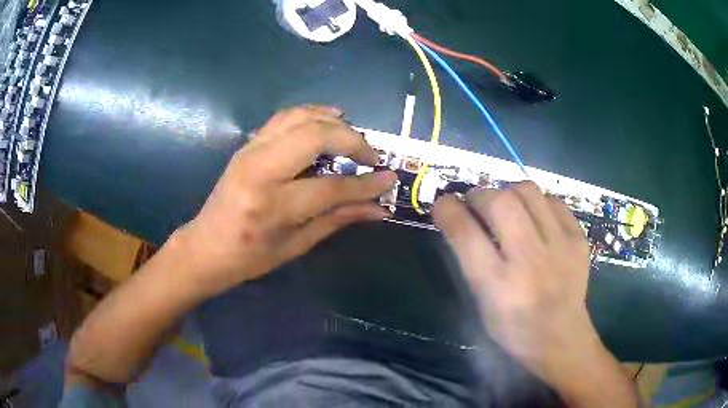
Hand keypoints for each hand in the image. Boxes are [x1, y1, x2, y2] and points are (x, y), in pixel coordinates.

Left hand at [175, 106, 396, 296]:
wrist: (206, 246)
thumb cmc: (250, 256)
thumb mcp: (297, 245)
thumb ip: (338, 219)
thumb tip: (379, 208)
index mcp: (273, 206)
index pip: (331, 187)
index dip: (365, 183)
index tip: (389, 178)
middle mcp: (261, 170)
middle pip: (315, 136)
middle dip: (352, 140)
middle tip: (370, 156)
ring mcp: (251, 151)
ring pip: (300, 117)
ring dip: (333, 121)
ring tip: (353, 135)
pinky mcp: (248, 144)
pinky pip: (284, 117)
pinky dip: (311, 114)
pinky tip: (327, 121)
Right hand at [433, 182, 636, 405]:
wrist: (561, 337)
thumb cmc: (514, 326)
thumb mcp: (482, 302)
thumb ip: (470, 260)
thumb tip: (459, 218)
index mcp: (498, 284)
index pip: (467, 234)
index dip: (449, 210)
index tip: (443, 202)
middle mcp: (529, 260)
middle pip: (499, 202)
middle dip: (480, 195)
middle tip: (477, 203)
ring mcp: (559, 246)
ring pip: (528, 191)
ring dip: (509, 192)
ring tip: (507, 205)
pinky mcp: (578, 239)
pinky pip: (554, 201)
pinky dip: (538, 202)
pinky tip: (536, 217)